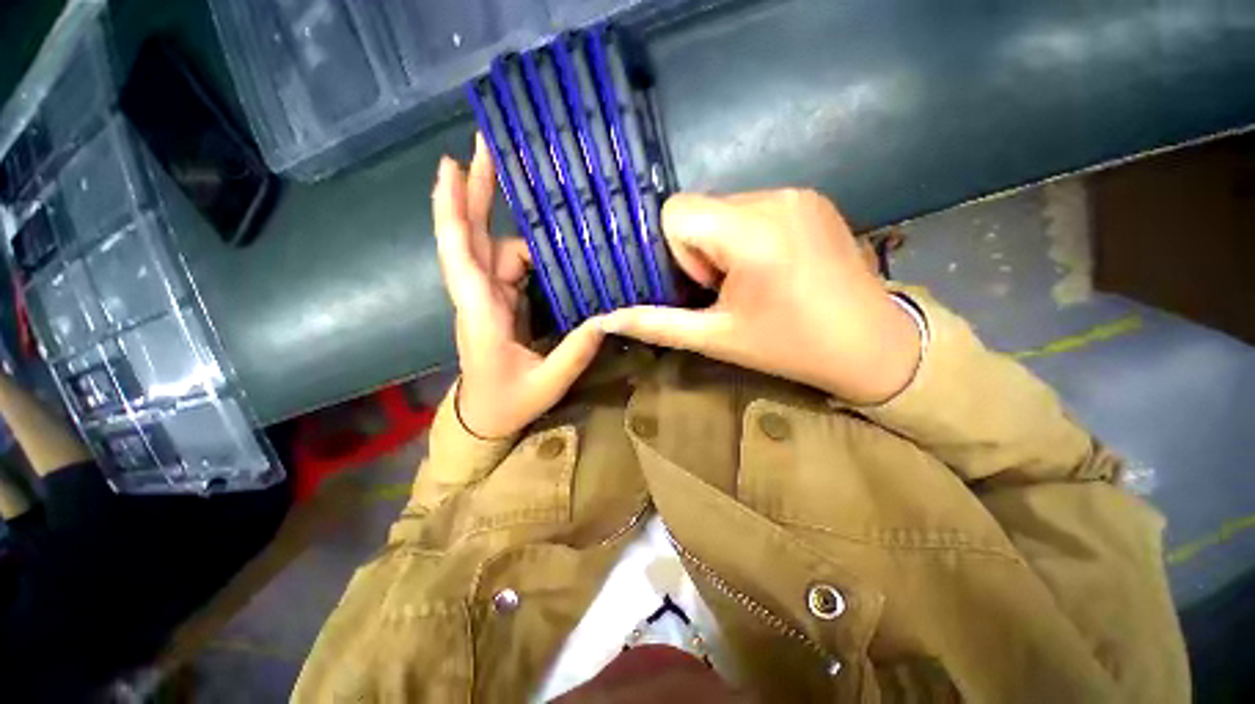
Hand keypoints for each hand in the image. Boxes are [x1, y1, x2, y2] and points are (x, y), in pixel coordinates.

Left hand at [432, 136, 604, 437]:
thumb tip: (607, 318)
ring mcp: (486, 298)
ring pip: (491, 249)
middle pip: (469, 238)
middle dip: (473, 191)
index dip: (453, 212)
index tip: (452, 165)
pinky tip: (547, 247)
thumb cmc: (508, 403)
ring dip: (506, 221)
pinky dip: (525, 251)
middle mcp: (477, 298)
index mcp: (481, 316)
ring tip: (536, 198)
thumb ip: (576, 351)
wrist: (483, 418)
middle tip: (484, 147)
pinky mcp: (496, 303)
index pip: (461, 258)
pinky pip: (507, 266)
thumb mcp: (547, 383)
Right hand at [601, 190, 920, 404]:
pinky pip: (753, 207)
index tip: (707, 286)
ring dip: (722, 243)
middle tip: (727, 289)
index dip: (678, 253)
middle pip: (699, 208)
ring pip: (724, 207)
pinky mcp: (811, 197)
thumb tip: (606, 319)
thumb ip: (657, 324)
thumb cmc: (789, 346)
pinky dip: (745, 234)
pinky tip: (771, 267)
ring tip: (751, 280)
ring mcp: (797, 193)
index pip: (676, 212)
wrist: (872, 345)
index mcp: (751, 232)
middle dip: (699, 250)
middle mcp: (775, 197)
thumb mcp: (716, 338)